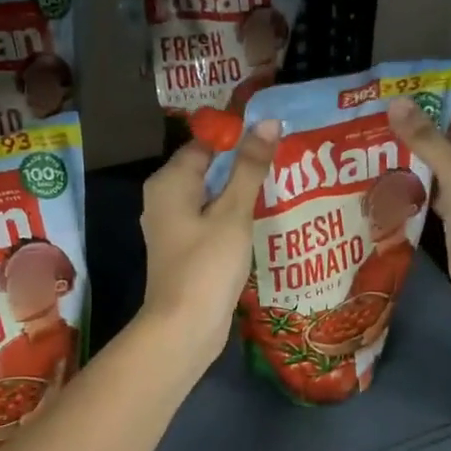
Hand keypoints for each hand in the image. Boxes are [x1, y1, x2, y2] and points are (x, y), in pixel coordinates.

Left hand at [139, 120, 282, 373]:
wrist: (184, 327)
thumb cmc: (207, 265)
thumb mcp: (234, 212)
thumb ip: (250, 167)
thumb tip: (266, 122)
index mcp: (169, 182)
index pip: (205, 144)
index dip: (238, 138)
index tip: (273, 138)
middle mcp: (164, 199)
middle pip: (208, 170)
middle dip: (243, 166)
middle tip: (285, 161)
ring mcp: (173, 227)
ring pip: (211, 197)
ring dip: (241, 193)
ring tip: (282, 186)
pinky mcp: (185, 250)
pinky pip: (210, 221)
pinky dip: (233, 218)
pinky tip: (263, 220)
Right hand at [388, 97, 450, 324]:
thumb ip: (424, 136)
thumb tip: (395, 102)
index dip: (437, 108)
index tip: (399, 105)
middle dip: (420, 135)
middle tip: (380, 125)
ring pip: (441, 168)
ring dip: (415, 161)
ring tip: (377, 147)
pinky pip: (434, 193)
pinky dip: (415, 187)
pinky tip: (387, 178)